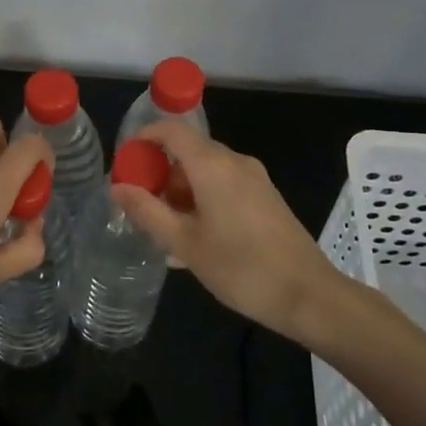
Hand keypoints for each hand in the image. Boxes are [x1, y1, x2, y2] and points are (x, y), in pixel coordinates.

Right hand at [112, 121, 339, 342]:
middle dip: (161, 172)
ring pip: (207, 170)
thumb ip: (147, 211)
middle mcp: (235, 161)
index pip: (172, 130)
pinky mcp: (266, 197)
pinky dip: (203, 197)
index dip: (144, 138)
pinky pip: (225, 184)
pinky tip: (196, 235)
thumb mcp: (184, 243)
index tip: (125, 162)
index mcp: (212, 165)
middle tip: (141, 204)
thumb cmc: (240, 267)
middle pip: (189, 150)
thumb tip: (117, 187)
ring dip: (182, 189)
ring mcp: (255, 178)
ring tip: (166, 226)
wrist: (308, 295)